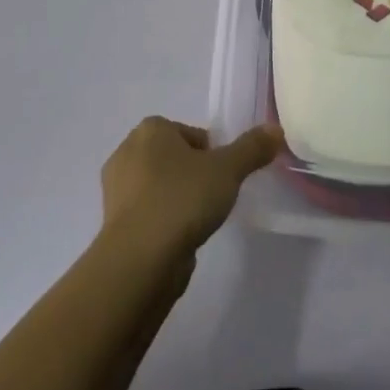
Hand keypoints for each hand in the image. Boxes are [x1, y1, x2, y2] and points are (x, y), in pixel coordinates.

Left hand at [99, 118, 281, 263]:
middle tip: (213, 196)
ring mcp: (116, 190)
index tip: (222, 175)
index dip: (211, 153)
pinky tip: (179, 239)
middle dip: (193, 174)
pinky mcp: (113, 224)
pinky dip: (163, 221)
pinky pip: (147, 213)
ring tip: (198, 220)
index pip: (190, 133)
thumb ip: (252, 148)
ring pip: (159, 186)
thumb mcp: (228, 169)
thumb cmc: (183, 199)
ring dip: (177, 199)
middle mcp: (127, 152)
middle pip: (173, 157)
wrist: (140, 260)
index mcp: (150, 130)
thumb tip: (275, 130)